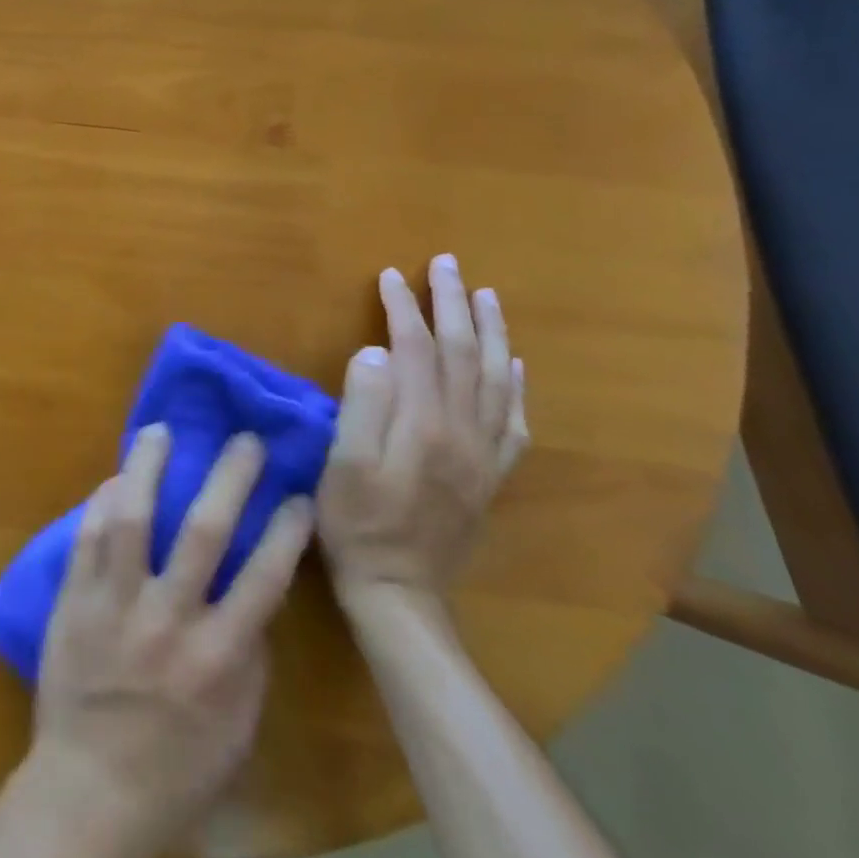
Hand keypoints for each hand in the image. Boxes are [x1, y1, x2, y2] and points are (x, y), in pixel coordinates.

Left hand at [26, 425, 315, 857]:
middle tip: (244, 439)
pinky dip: (104, 500)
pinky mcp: (73, 598)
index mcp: (217, 659)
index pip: (263, 579)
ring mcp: (115, 604)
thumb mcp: (236, 729)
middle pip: (203, 532)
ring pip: (133, 518)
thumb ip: (249, 658)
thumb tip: (255, 594)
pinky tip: (117, 476)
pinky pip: (88, 536)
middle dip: (229, 478)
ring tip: (160, 430)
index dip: (285, 531)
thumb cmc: (174, 768)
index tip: (298, 494)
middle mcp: (168, 620)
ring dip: (149, 467)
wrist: (87, 788)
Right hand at [317, 254, 527, 600]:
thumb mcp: (343, 466)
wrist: (400, 592)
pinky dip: (516, 384)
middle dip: (454, 304)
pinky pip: (514, 420)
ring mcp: (484, 454)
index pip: (417, 348)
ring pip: (496, 379)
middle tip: (447, 265)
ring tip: (486, 296)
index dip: (404, 307)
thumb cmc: (357, 524)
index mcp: (424, 425)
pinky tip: (514, 365)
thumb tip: (374, 352)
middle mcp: (464, 431)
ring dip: (490, 332)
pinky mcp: (490, 475)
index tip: (390, 274)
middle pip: (463, 354)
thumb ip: (361, 406)